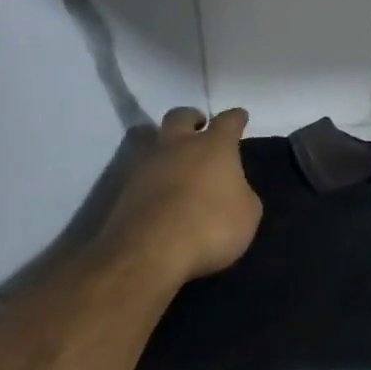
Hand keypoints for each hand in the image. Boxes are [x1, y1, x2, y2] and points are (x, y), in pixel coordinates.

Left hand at [101, 107, 262, 283]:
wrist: (149, 253)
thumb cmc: (210, 226)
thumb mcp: (248, 214)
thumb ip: (242, 194)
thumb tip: (233, 191)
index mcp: (214, 146)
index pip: (228, 120)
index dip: (236, 118)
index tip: (240, 117)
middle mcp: (178, 146)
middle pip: (181, 116)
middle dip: (192, 119)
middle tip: (199, 129)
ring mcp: (145, 165)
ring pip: (152, 140)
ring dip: (165, 147)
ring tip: (175, 163)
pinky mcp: (122, 189)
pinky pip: (140, 172)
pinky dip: (150, 177)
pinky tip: (158, 193)